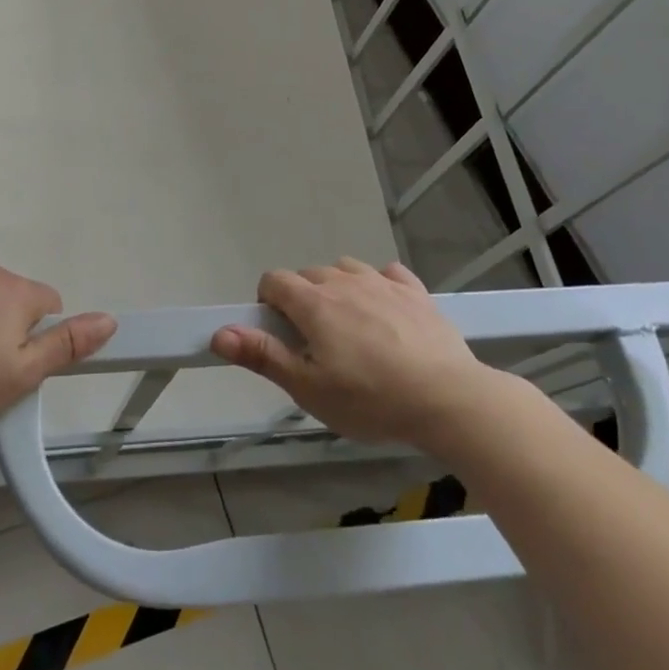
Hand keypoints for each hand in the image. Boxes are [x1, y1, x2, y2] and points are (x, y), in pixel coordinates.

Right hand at [211, 257, 496, 446]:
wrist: (449, 399)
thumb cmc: (370, 399)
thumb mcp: (308, 389)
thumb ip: (263, 356)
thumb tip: (219, 333)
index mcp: (313, 303)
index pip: (274, 280)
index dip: (268, 302)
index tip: (280, 334)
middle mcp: (344, 281)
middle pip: (309, 275)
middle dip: (302, 300)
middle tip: (315, 344)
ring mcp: (383, 282)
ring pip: (346, 270)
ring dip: (338, 289)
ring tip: (350, 329)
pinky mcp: (416, 292)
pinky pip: (387, 274)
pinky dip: (379, 286)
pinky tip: (386, 312)